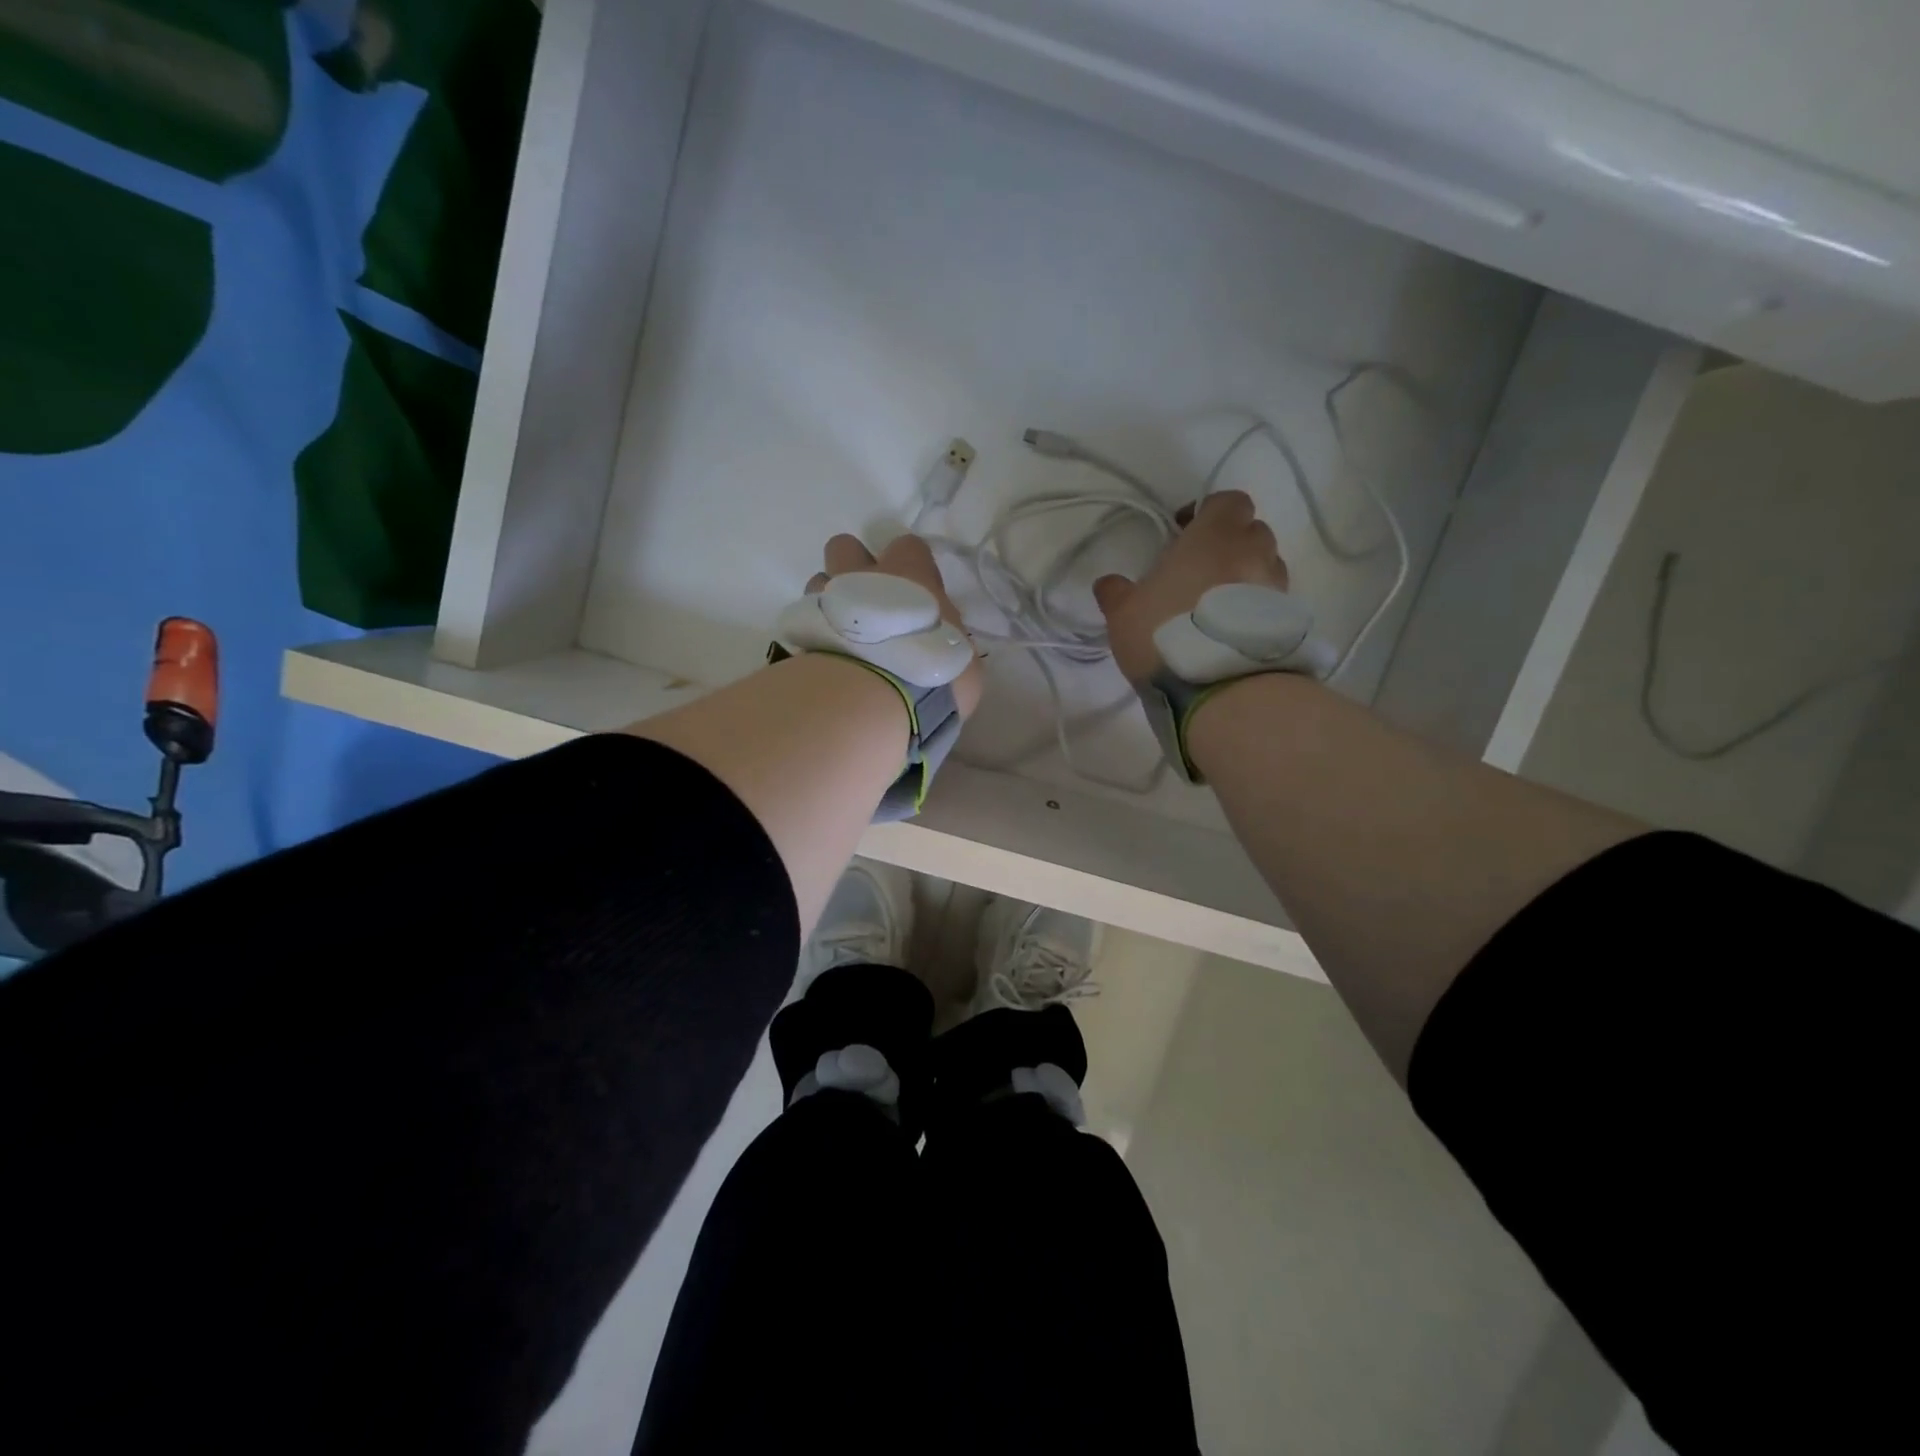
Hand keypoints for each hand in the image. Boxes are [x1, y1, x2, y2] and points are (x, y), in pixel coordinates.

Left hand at [808, 532, 983, 717]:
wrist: (872, 698)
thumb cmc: (930, 672)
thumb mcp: (961, 660)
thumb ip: (948, 639)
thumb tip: (941, 641)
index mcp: (910, 575)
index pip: (909, 546)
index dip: (909, 565)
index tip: (915, 593)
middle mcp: (863, 576)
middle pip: (846, 547)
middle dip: (852, 569)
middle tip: (868, 604)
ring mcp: (826, 600)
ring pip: (818, 581)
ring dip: (830, 602)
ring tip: (842, 635)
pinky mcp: (800, 631)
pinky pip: (804, 620)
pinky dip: (814, 634)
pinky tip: (827, 661)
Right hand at [1092, 491, 1287, 685]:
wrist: (1221, 687)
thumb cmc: (1166, 635)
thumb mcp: (1124, 615)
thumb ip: (1116, 592)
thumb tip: (1108, 583)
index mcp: (1213, 537)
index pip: (1227, 501)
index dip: (1208, 512)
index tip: (1184, 533)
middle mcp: (1252, 552)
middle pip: (1251, 531)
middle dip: (1229, 543)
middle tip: (1201, 570)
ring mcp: (1276, 586)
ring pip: (1266, 564)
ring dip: (1246, 574)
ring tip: (1219, 604)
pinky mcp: (1287, 619)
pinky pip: (1273, 599)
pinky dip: (1257, 606)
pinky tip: (1233, 630)